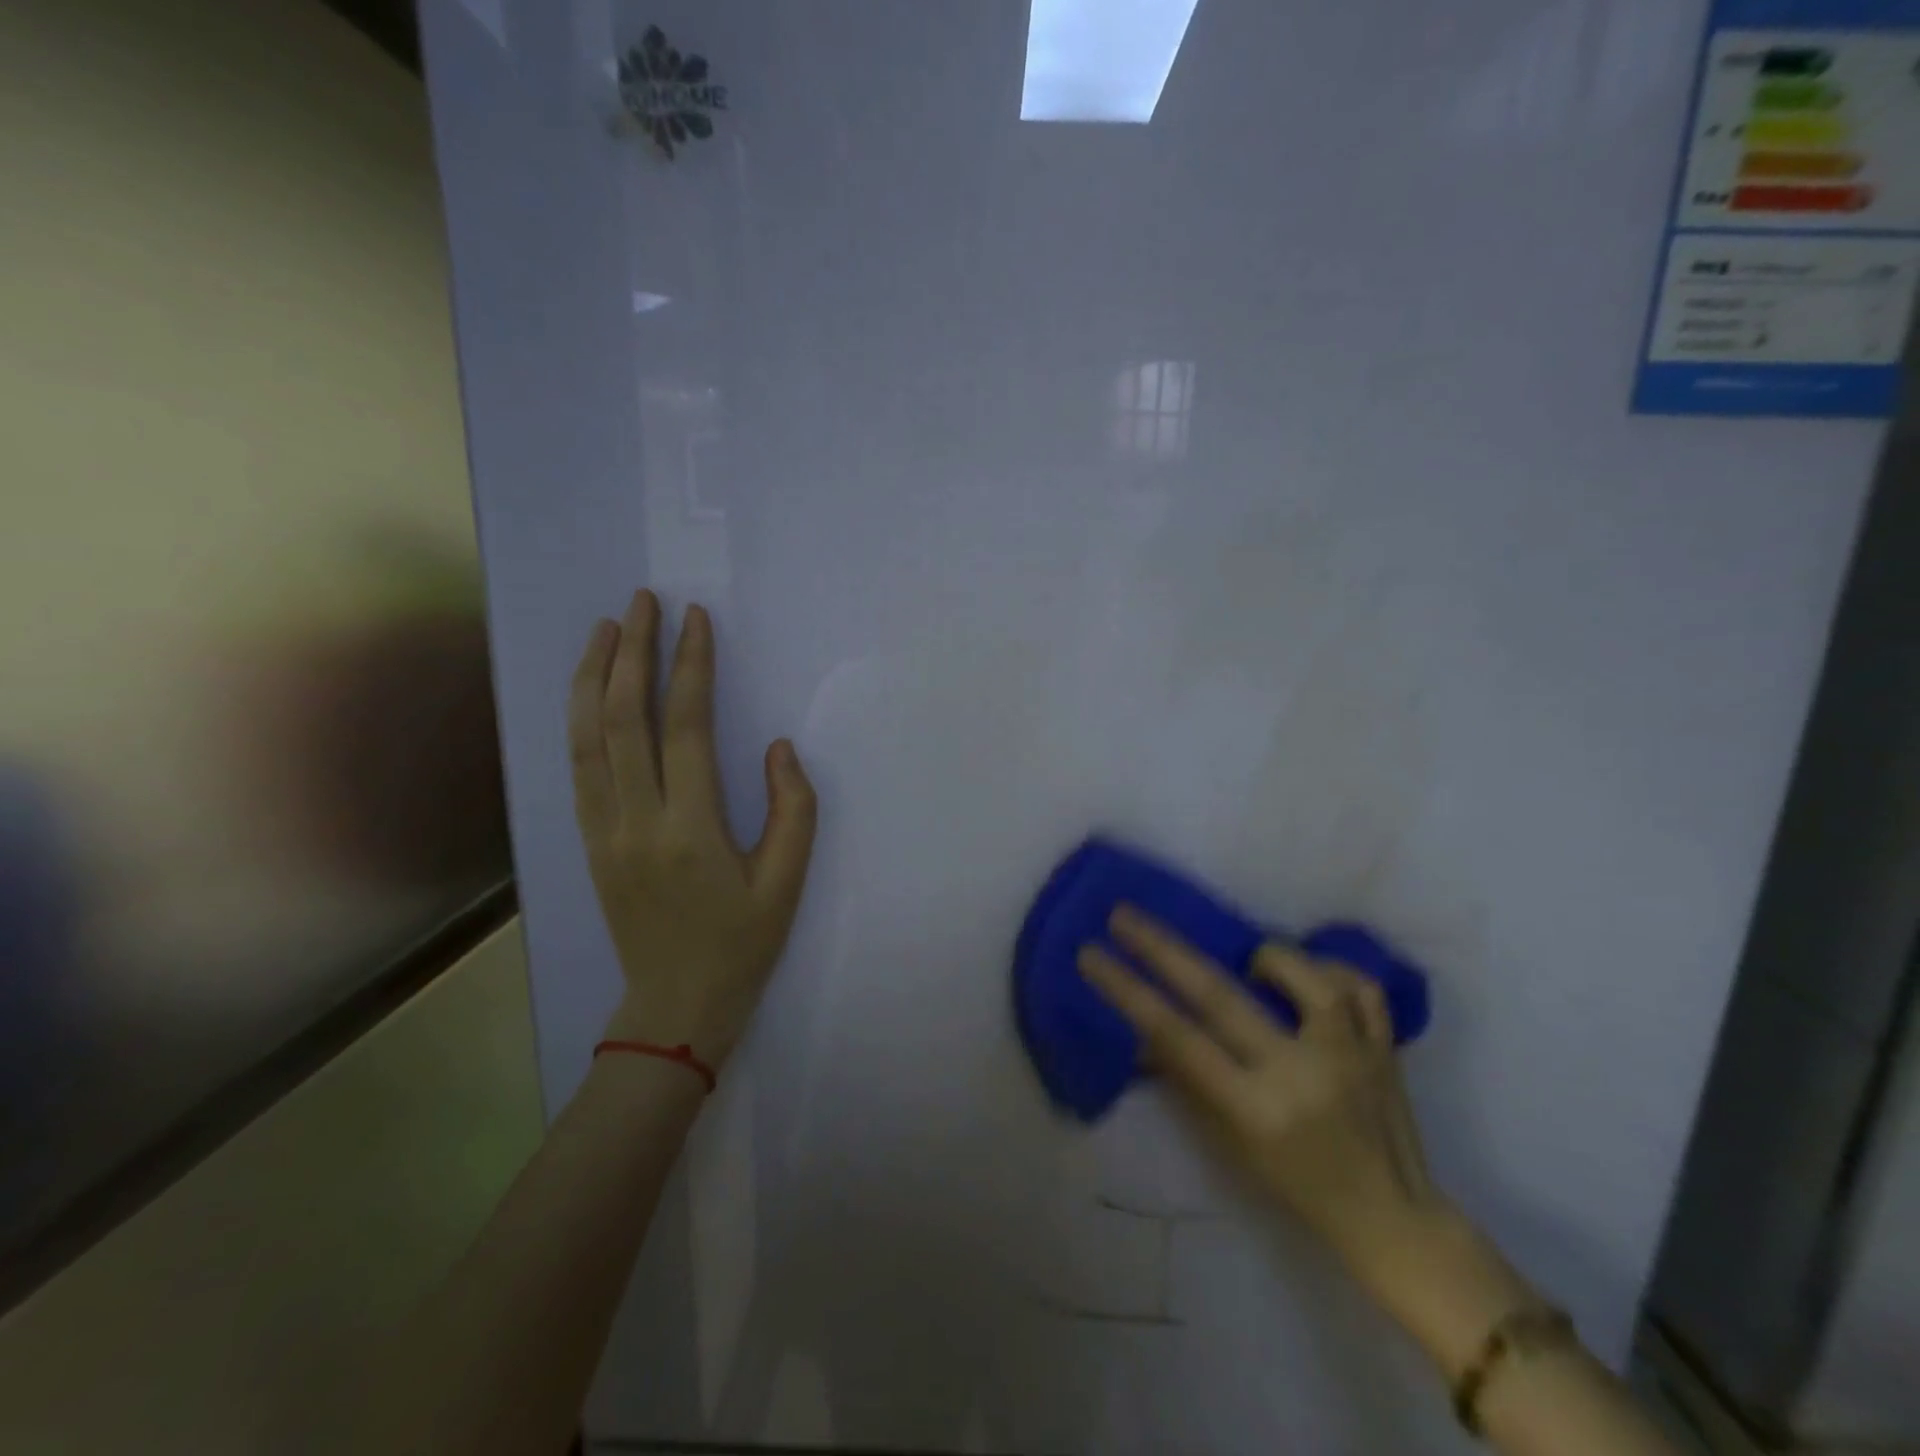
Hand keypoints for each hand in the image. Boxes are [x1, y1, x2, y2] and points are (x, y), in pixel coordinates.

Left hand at [569, 591, 816, 1066]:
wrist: (675, 1006)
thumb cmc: (741, 944)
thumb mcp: (786, 882)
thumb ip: (793, 810)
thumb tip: (778, 747)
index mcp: (691, 829)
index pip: (686, 728)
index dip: (690, 667)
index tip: (694, 619)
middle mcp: (636, 821)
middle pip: (624, 719)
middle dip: (632, 652)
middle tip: (643, 601)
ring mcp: (603, 831)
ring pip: (587, 738)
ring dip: (594, 676)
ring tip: (605, 628)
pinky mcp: (588, 842)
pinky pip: (578, 768)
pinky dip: (579, 719)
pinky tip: (589, 691)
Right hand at [1079, 907, 1456, 1292]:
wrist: (1393, 1220)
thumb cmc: (1297, 1188)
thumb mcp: (1231, 1146)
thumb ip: (1188, 1081)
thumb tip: (1144, 1031)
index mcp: (1257, 1108)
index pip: (1176, 1036)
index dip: (1128, 991)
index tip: (1091, 954)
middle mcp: (1301, 1072)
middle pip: (1219, 994)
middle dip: (1162, 949)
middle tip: (1123, 915)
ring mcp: (1351, 1054)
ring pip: (1304, 975)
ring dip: (1267, 958)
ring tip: (1251, 965)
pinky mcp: (1386, 1046)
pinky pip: (1359, 985)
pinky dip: (1331, 969)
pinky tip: (1311, 977)